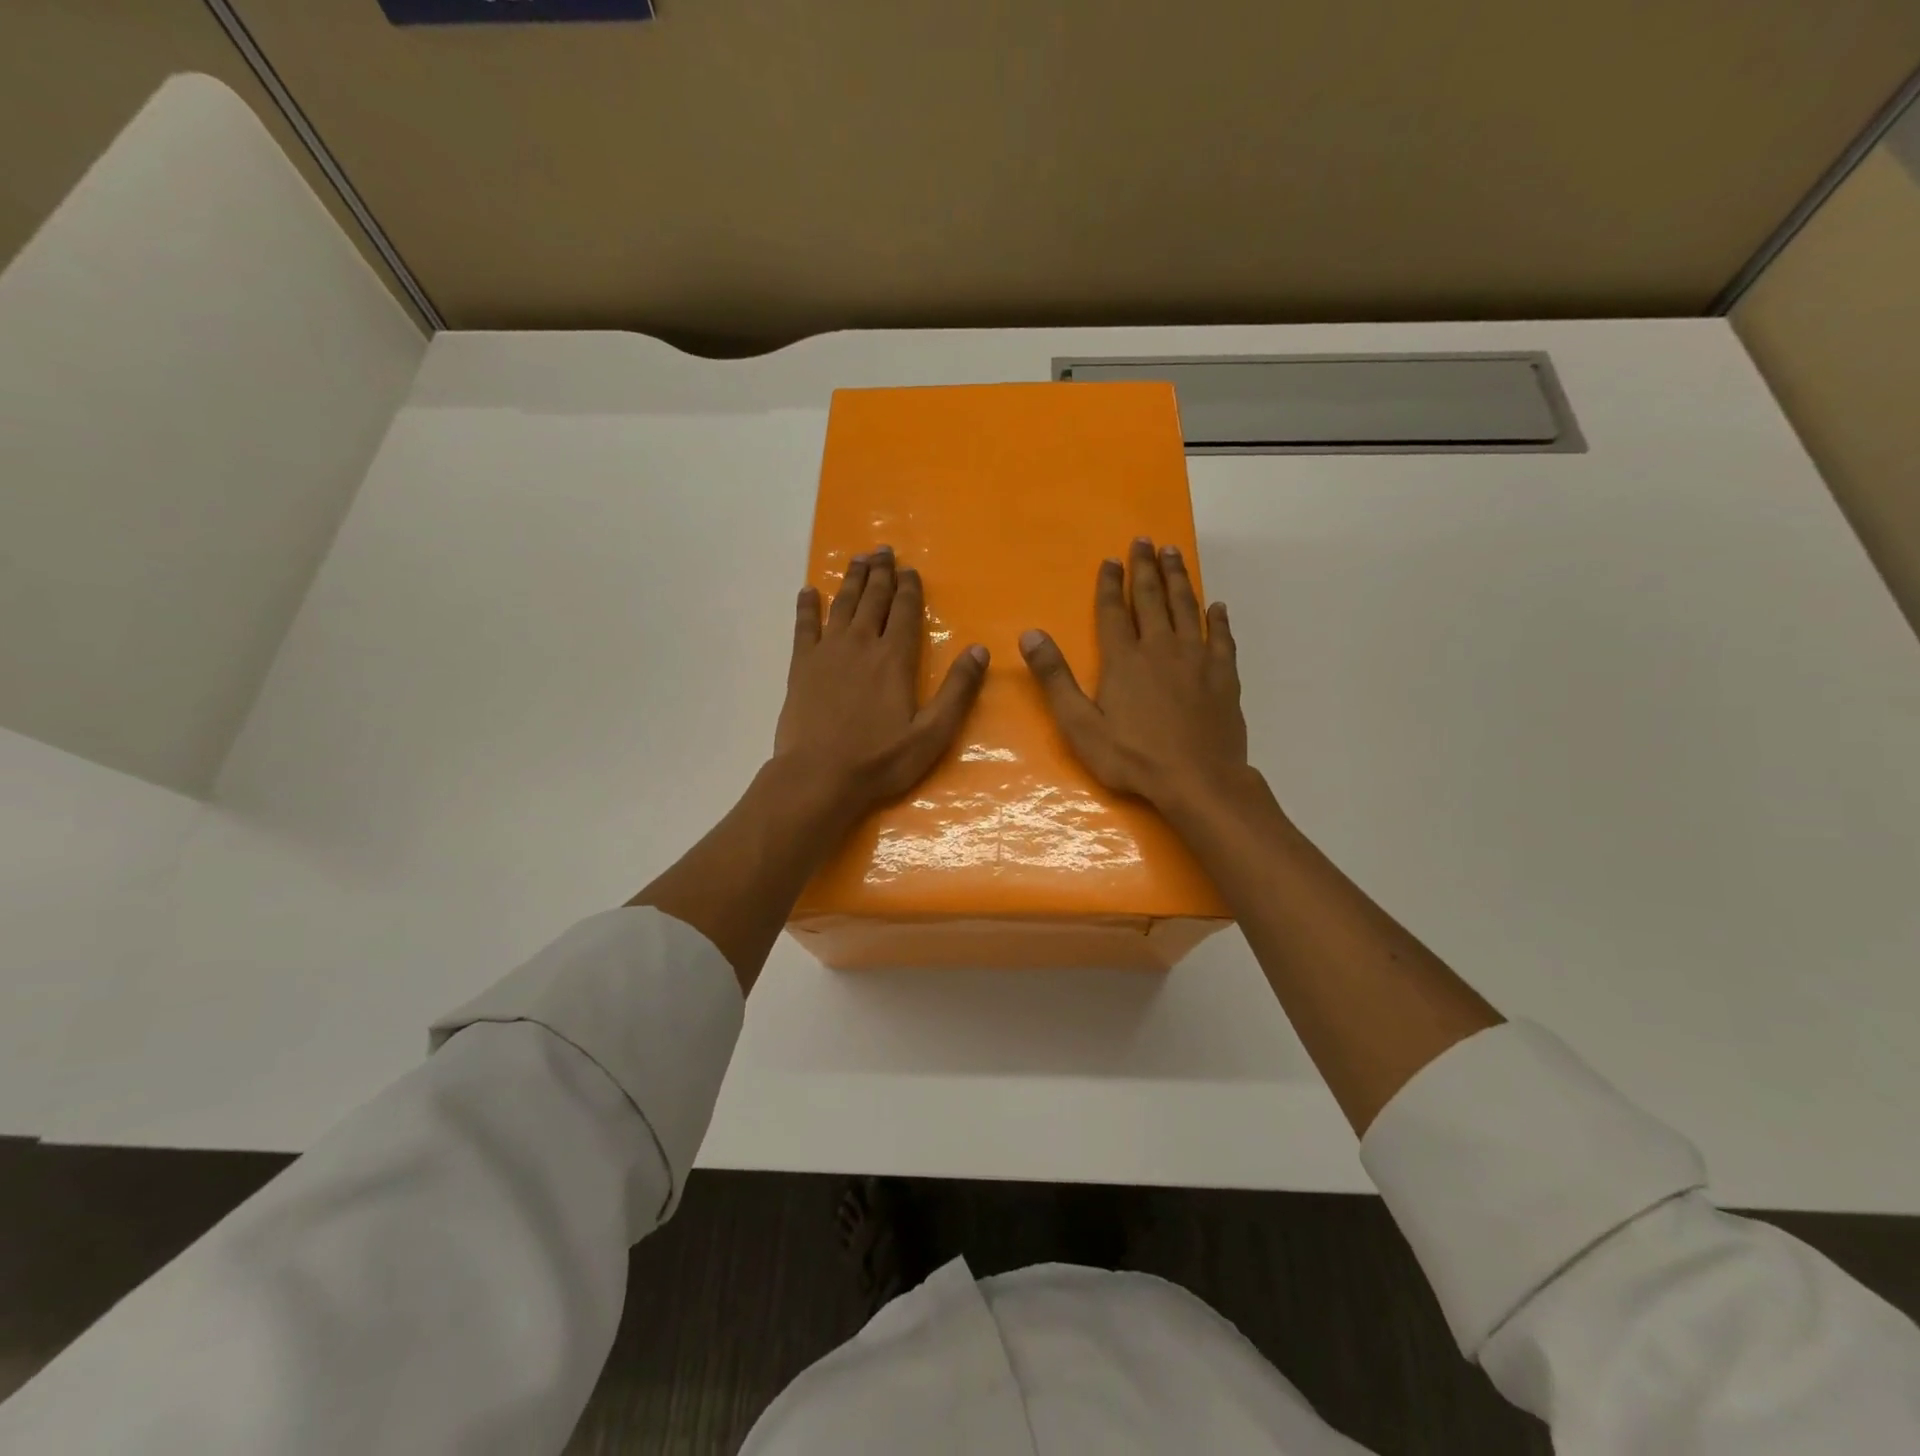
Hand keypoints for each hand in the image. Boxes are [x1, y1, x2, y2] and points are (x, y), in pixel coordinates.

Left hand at [774, 544, 989, 818]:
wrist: (818, 777)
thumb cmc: (880, 760)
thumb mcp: (932, 734)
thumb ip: (957, 691)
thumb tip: (979, 650)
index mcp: (895, 659)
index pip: (904, 612)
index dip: (909, 588)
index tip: (910, 569)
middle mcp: (861, 645)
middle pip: (872, 599)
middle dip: (881, 573)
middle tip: (883, 550)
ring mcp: (827, 653)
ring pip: (842, 605)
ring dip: (851, 580)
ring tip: (858, 559)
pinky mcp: (801, 667)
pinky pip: (804, 626)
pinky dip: (807, 606)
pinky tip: (808, 591)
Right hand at [1019, 536, 1248, 813]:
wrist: (1198, 780)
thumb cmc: (1133, 757)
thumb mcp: (1080, 725)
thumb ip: (1055, 679)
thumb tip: (1030, 635)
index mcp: (1124, 660)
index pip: (1114, 612)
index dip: (1111, 584)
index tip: (1111, 559)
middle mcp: (1161, 648)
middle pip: (1153, 599)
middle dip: (1146, 568)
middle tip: (1145, 541)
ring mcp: (1197, 660)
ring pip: (1188, 608)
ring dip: (1179, 579)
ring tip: (1174, 554)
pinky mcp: (1223, 676)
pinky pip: (1222, 638)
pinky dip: (1219, 619)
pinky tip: (1217, 606)